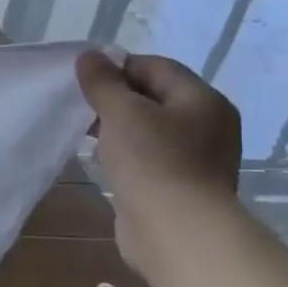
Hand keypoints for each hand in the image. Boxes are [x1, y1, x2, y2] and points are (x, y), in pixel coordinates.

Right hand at [76, 49, 240, 272]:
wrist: (176, 230)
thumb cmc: (152, 161)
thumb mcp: (122, 112)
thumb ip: (103, 82)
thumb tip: (90, 56)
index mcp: (203, 100)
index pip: (156, 67)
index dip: (117, 67)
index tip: (82, 79)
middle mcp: (207, 124)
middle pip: (154, 96)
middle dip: (115, 97)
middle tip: (79, 104)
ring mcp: (197, 156)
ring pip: (149, 127)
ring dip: (117, 125)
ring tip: (84, 131)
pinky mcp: (180, 183)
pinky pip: (149, 155)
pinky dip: (125, 151)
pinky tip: (102, 158)